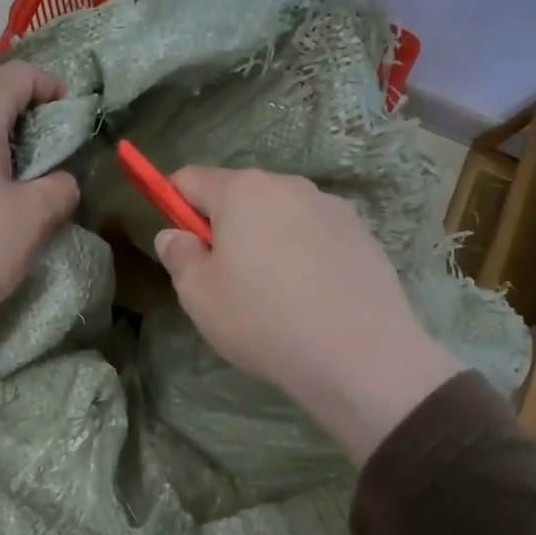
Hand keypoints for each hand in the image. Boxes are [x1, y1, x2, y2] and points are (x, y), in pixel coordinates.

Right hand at [153, 168, 464, 463]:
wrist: (362, 356)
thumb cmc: (263, 321)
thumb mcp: (199, 296)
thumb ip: (179, 256)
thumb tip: (174, 234)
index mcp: (242, 191)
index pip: (189, 178)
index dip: (173, 203)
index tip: (180, 242)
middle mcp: (288, 185)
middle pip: (238, 193)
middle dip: (224, 224)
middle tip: (226, 278)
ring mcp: (330, 206)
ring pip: (280, 213)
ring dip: (266, 237)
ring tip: (275, 292)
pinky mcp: (361, 232)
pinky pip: (314, 232)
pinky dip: (303, 252)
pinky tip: (311, 295)